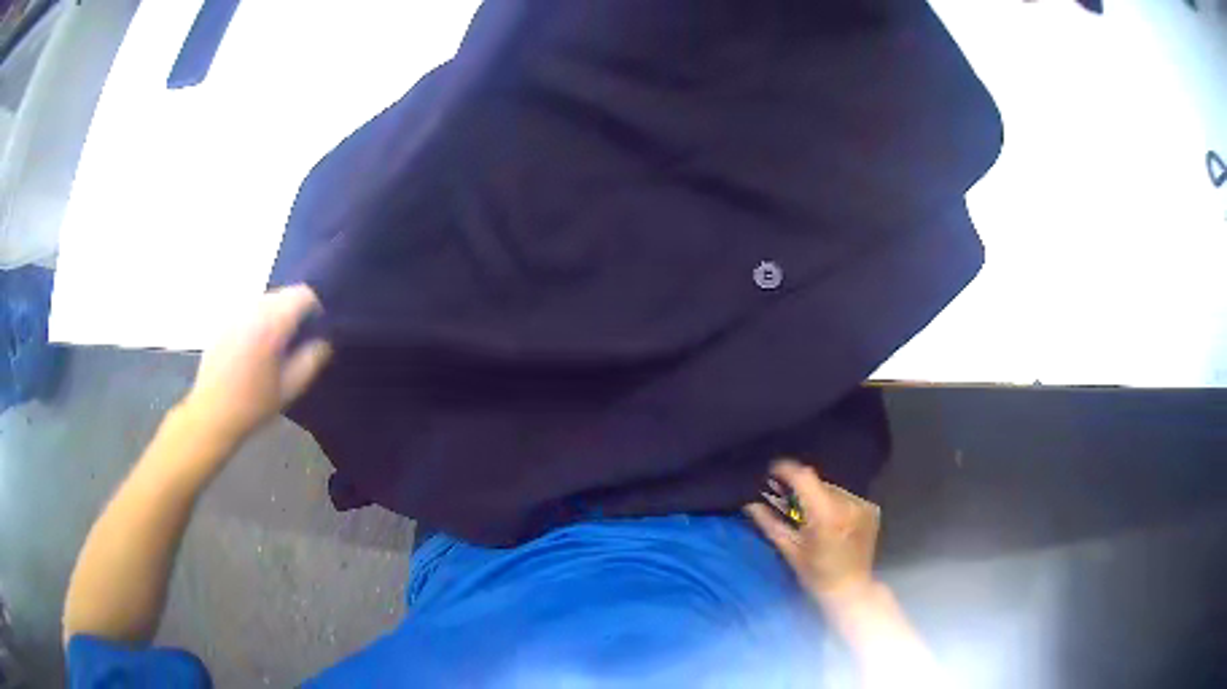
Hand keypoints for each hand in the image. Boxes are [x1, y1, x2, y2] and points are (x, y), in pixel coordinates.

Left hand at [182, 285, 332, 444]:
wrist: (211, 414)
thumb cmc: (253, 405)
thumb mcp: (290, 388)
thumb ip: (311, 359)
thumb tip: (324, 340)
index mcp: (272, 324)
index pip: (303, 294)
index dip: (316, 308)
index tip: (317, 330)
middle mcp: (253, 309)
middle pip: (283, 294)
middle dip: (295, 311)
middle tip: (297, 341)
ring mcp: (236, 313)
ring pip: (265, 300)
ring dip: (276, 315)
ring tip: (274, 346)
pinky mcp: (224, 321)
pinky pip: (249, 310)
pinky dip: (258, 321)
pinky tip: (254, 350)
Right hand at [745, 459, 881, 607]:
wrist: (851, 590)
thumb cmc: (816, 576)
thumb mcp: (790, 551)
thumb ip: (770, 523)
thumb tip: (750, 503)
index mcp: (826, 515)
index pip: (805, 477)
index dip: (786, 470)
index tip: (771, 471)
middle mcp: (848, 504)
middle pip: (818, 482)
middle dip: (800, 488)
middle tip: (785, 496)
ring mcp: (863, 505)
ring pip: (832, 488)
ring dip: (817, 495)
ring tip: (808, 512)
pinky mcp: (871, 509)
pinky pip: (846, 496)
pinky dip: (834, 503)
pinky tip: (829, 519)